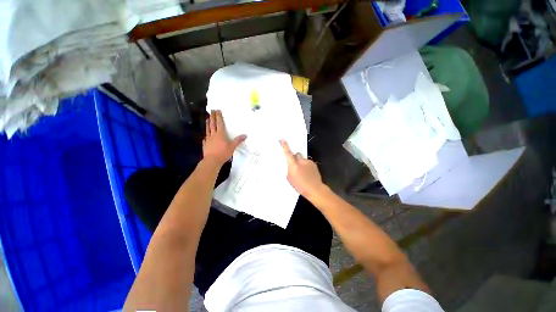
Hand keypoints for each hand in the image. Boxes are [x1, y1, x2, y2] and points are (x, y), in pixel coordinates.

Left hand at [203, 110, 246, 165]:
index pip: (220, 123)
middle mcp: (213, 135)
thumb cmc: (223, 153)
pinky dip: (206, 134)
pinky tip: (206, 135)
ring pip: (208, 129)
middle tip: (212, 111)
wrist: (212, 161)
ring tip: (207, 119)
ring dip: (208, 123)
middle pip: (213, 124)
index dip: (219, 117)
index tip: (217, 110)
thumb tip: (245, 135)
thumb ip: (238, 140)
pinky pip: (206, 137)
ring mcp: (208, 139)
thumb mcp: (232, 147)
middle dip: (212, 117)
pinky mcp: (205, 144)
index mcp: (220, 134)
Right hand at [280, 139, 324, 197]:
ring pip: (302, 159)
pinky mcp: (313, 164)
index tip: (283, 140)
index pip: (288, 153)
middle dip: (294, 157)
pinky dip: (306, 166)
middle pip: (296, 154)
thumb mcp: (290, 178)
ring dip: (301, 163)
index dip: (285, 146)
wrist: (315, 189)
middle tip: (295, 164)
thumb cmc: (300, 186)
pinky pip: (307, 162)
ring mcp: (308, 162)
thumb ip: (289, 169)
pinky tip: (307, 173)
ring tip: (303, 172)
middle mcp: (301, 161)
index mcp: (293, 165)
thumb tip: (290, 164)